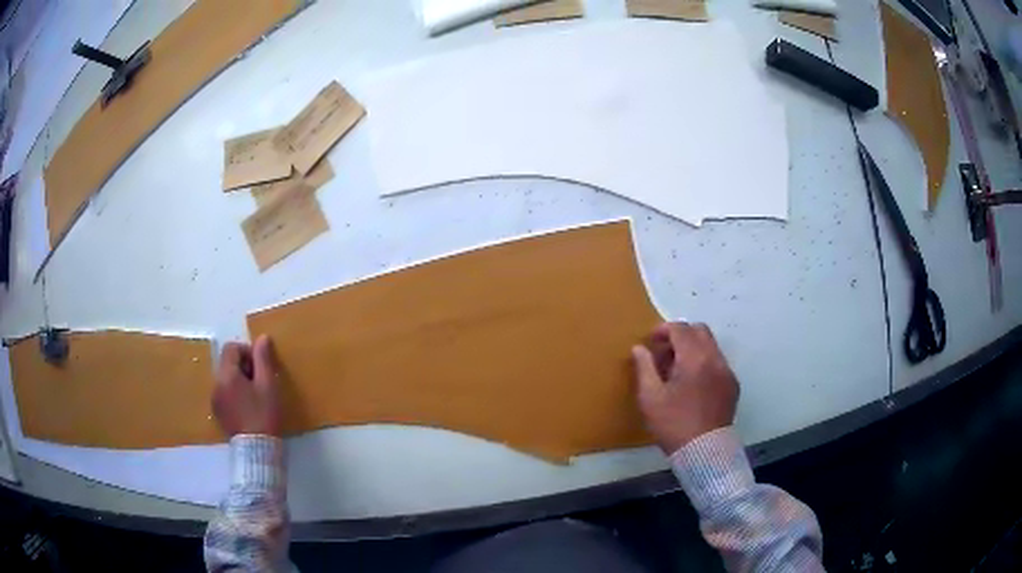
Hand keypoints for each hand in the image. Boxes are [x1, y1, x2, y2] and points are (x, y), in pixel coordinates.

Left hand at [212, 335, 281, 436]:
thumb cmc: (264, 415)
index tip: (261, 366)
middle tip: (261, 381)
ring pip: (226, 378)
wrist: (257, 450)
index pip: (231, 348)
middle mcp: (216, 384)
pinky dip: (235, 393)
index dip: (247, 351)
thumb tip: (262, 338)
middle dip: (244, 366)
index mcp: (227, 375)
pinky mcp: (218, 413)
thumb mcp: (268, 385)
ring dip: (239, 380)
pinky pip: (224, 393)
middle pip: (227, 363)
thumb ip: (263, 359)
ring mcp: (215, 400)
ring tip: (255, 395)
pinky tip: (248, 407)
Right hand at [632, 322, 738, 453]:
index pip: (680, 329)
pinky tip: (693, 385)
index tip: (651, 343)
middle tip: (664, 354)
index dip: (663, 330)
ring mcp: (727, 372)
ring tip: (677, 371)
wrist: (705, 452)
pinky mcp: (733, 385)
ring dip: (693, 349)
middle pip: (699, 331)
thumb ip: (644, 368)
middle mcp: (715, 359)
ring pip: (711, 346)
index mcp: (695, 359)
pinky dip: (704, 362)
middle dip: (680, 335)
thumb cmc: (674, 424)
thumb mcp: (650, 398)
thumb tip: (639, 348)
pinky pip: (718, 362)